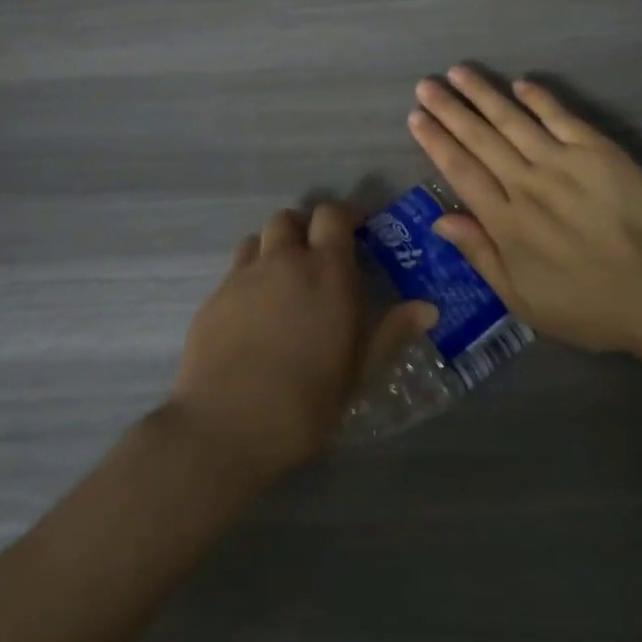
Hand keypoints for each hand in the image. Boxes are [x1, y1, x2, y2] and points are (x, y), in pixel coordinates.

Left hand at [167, 203, 431, 480]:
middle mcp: (284, 261)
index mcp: (327, 272)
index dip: (344, 216)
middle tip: (316, 256)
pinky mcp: (213, 297)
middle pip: (290, 218)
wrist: (226, 427)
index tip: (356, 232)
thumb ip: (391, 333)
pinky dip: (248, 275)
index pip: (332, 215)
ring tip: (282, 278)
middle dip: (305, 228)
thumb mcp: (358, 372)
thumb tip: (428, 308)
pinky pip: (235, 269)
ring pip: (258, 238)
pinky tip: (253, 311)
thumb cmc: (305, 402)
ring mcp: (243, 276)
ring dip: (273, 247)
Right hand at [408, 66, 641, 357]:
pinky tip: (520, 83)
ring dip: (483, 94)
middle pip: (479, 138)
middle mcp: (526, 184)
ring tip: (459, 72)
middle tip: (426, 84)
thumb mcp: (522, 300)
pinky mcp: (597, 151)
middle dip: (449, 109)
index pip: (460, 171)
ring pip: (513, 119)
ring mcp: (562, 163)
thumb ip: (480, 256)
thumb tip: (439, 219)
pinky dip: (539, 98)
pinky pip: (561, 117)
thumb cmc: (587, 306)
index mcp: (505, 222)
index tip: (416, 117)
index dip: (435, 141)